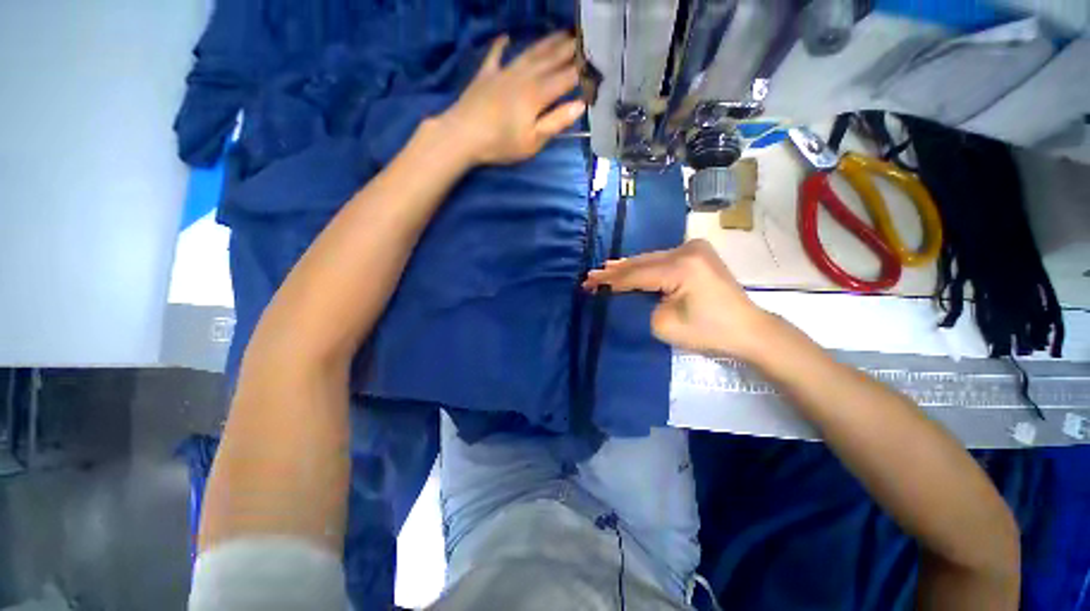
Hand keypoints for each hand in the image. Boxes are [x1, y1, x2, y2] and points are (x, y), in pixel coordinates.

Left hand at [440, 32, 586, 165]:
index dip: (581, 71)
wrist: (462, 135)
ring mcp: (503, 72)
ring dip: (546, 42)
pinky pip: (495, 55)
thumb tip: (580, 105)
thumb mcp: (533, 141)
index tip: (596, 64)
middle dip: (569, 50)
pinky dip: (501, 45)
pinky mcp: (486, 75)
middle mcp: (524, 76)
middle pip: (550, 59)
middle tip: (584, 39)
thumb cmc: (501, 143)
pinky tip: (506, 37)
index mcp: (537, 94)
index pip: (565, 78)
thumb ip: (556, 122)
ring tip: (561, 33)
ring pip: (529, 52)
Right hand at [583, 240, 775, 359]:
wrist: (748, 330)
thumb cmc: (708, 332)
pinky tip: (628, 267)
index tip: (588, 283)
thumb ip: (642, 302)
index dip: (610, 280)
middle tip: (591, 276)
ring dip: (628, 267)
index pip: (636, 274)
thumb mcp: (663, 323)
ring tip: (603, 271)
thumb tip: (633, 290)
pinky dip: (644, 267)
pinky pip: (662, 259)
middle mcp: (687, 250)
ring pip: (651, 259)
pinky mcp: (698, 254)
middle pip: (642, 262)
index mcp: (681, 266)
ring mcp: (695, 249)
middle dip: (615, 271)